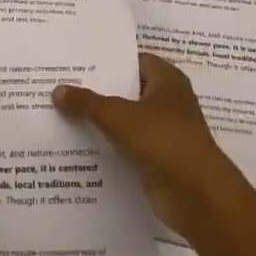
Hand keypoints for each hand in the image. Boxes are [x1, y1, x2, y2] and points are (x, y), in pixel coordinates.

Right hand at [52, 53, 242, 236]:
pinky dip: (108, 146)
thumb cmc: (164, 141)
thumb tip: (57, 89)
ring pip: (125, 119)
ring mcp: (163, 132)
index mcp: (167, 80)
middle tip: (60, 85)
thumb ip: (88, 103)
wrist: (198, 196)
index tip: (76, 60)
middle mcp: (168, 101)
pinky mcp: (157, 159)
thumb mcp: (120, 116)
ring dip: (100, 120)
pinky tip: (78, 145)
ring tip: (61, 113)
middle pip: (127, 90)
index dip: (108, 59)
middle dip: (98, 90)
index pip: (134, 60)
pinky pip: (126, 145)